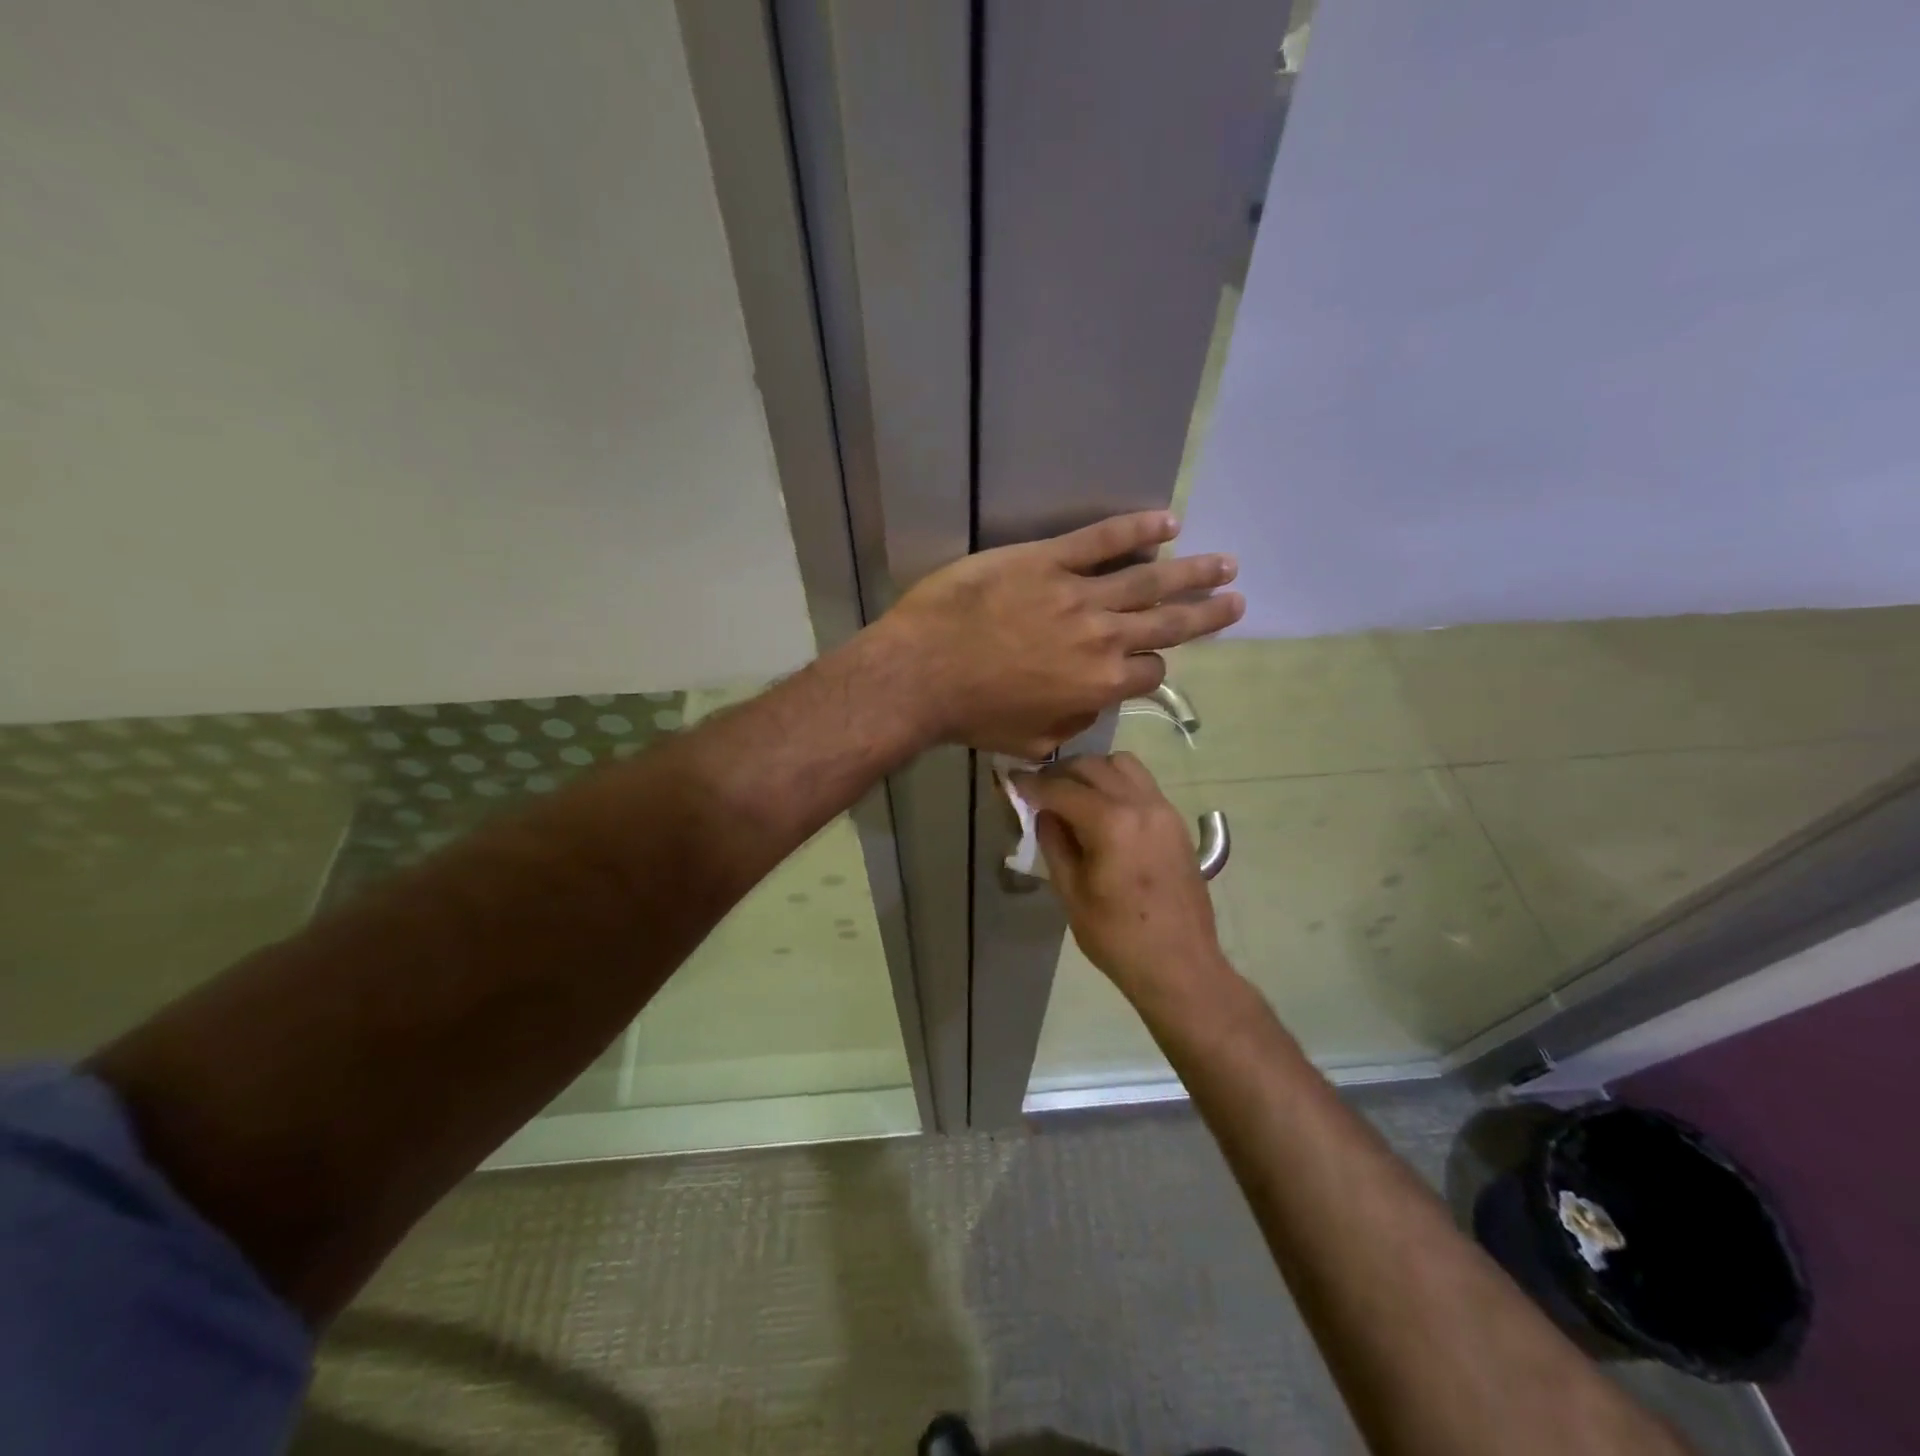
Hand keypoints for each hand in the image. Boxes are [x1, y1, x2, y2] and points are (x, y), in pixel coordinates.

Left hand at [877, 511, 1242, 756]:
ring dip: (1192, 571)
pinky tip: (1167, 520)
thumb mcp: (1033, 740)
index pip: (1150, 672)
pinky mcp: (1047, 560)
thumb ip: (1074, 721)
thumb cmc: (973, 716)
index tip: (1152, 660)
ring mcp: (1078, 594)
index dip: (1155, 667)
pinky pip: (1101, 540)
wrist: (922, 674)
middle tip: (1237, 600)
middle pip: (1168, 622)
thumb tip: (1092, 702)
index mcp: (1102, 684)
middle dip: (1206, 612)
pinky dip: (1137, 529)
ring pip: (1149, 579)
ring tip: (1224, 563)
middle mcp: (1104, 637)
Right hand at [1014, 752, 1232, 1001]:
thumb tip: (1043, 813)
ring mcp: (1164, 810)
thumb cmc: (1118, 938)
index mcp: (1112, 823)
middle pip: (1093, 767)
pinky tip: (1102, 809)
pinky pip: (1142, 783)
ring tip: (1073, 793)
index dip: (1032, 783)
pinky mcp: (1176, 822)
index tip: (1012, 780)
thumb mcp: (1071, 893)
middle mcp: (1141, 804)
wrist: (1180, 966)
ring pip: (1122, 765)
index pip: (1062, 788)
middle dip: (1060, 773)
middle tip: (1038, 789)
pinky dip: (1117, 783)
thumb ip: (1054, 843)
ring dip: (1092, 771)